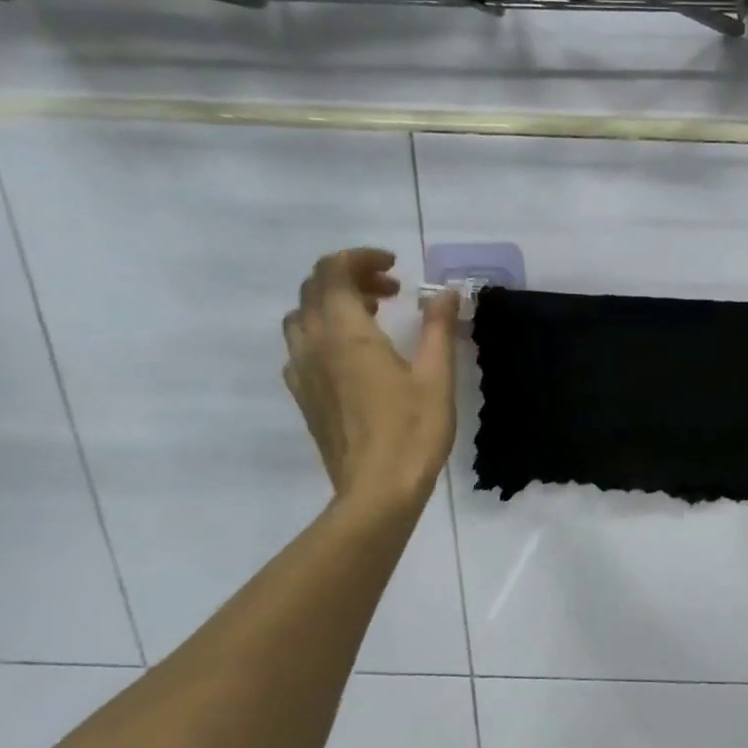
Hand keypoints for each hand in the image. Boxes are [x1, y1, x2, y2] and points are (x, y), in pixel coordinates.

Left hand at [282, 248, 459, 512]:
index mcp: (346, 334)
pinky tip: (355, 354)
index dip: (361, 258)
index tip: (395, 266)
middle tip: (392, 289)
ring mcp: (302, 372)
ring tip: (373, 316)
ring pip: (302, 317)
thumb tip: (445, 292)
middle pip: (314, 289)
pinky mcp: (303, 396)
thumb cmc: (413, 431)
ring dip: (333, 303)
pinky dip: (324, 332)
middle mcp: (314, 345)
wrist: (377, 490)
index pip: (333, 272)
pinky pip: (302, 347)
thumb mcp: (437, 376)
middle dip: (350, 277)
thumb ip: (439, 328)